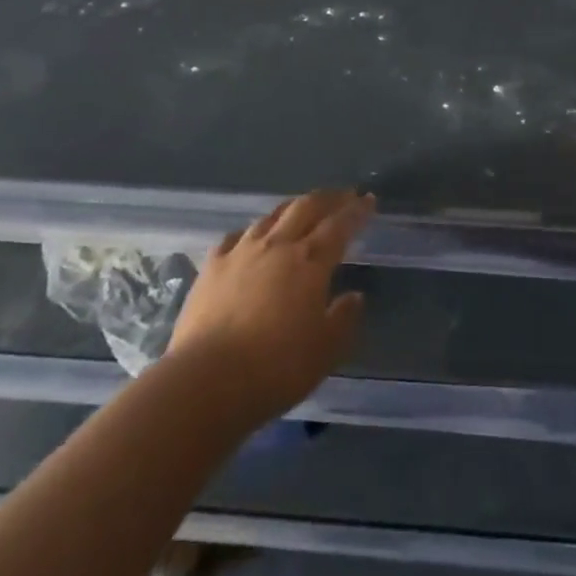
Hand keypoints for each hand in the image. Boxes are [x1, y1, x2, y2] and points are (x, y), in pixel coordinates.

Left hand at [168, 189, 373, 425]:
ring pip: (271, 216)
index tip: (369, 200)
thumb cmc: (275, 368)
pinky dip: (251, 232)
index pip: (340, 225)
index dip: (356, 211)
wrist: (206, 381)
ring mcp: (241, 251)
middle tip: (342, 195)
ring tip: (301, 208)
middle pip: (306, 207)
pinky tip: (251, 237)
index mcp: (310, 262)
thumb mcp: (324, 352)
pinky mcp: (212, 265)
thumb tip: (355, 296)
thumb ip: (343, 320)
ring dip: (292, 208)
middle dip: (328, 198)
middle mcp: (278, 245)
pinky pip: (236, 236)